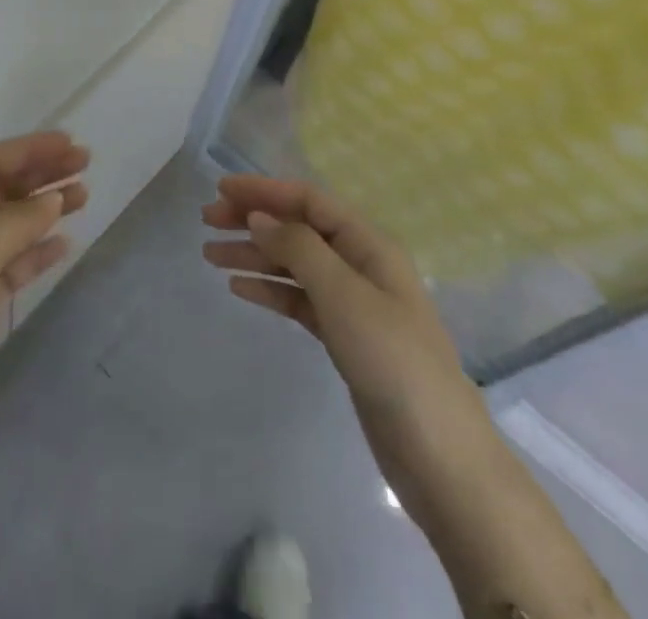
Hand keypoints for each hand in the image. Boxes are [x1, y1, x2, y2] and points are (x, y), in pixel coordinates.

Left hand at [0, 131, 89, 510]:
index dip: (25, 149)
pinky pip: (9, 267)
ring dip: (42, 208)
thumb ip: (13, 225)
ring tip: (83, 197)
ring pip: (7, 227)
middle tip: (85, 166)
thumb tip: (53, 199)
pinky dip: (36, 252)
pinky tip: (62, 245)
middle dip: (38, 173)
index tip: (69, 145)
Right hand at [202, 176, 487, 514]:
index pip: (309, 200)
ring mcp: (352, 303)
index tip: (221, 190)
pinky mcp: (345, 337)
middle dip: (253, 220)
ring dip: (254, 255)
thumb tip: (259, 216)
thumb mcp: (344, 296)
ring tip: (210, 255)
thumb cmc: (393, 361)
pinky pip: (299, 299)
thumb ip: (299, 248)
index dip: (265, 190)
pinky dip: (269, 289)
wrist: (440, 458)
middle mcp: (360, 264)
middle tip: (206, 222)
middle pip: (298, 228)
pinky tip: (238, 288)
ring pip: (294, 264)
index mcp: (369, 244)